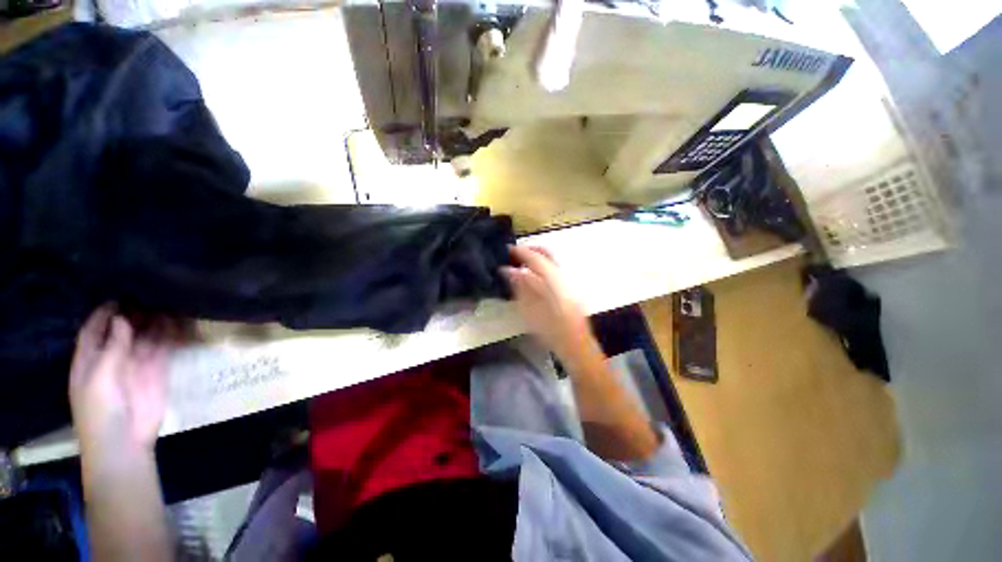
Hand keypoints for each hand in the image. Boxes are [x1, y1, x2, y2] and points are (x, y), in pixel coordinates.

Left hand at [69, 305, 176, 455]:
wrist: (125, 442)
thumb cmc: (100, 412)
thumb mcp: (99, 379)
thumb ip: (111, 349)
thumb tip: (122, 318)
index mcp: (89, 360)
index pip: (94, 330)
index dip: (104, 313)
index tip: (119, 295)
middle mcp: (112, 358)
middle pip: (122, 330)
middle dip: (133, 313)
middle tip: (149, 293)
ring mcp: (136, 365)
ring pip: (145, 337)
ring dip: (154, 322)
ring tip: (167, 301)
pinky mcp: (157, 371)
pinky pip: (163, 348)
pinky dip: (170, 335)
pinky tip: (178, 321)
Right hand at [501, 246, 594, 361]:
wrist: (576, 345)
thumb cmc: (551, 330)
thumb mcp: (530, 310)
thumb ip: (520, 286)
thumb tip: (508, 270)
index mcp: (553, 278)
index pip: (535, 257)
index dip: (519, 251)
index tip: (506, 250)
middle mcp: (562, 275)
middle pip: (546, 254)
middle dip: (530, 251)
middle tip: (513, 255)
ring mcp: (568, 282)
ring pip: (550, 262)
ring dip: (535, 259)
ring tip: (519, 266)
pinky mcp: (569, 290)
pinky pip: (552, 271)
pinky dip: (540, 269)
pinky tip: (531, 279)